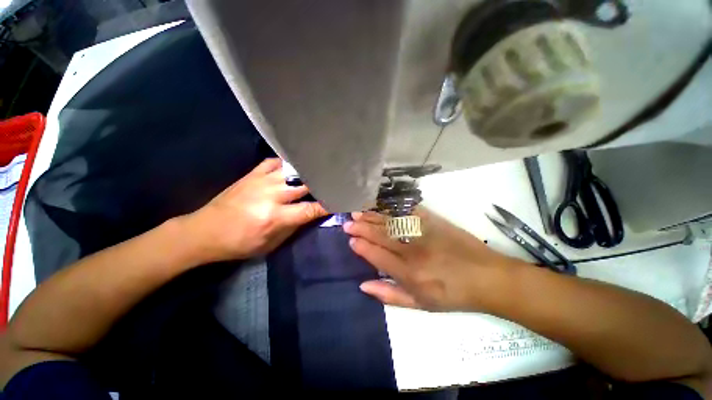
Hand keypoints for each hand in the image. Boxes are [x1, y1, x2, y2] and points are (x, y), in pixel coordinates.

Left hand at [182, 158, 327, 262]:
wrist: (205, 231)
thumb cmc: (240, 243)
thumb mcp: (271, 244)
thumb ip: (295, 227)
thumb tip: (312, 213)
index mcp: (275, 217)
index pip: (310, 209)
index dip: (327, 206)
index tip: (339, 201)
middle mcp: (271, 196)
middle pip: (305, 185)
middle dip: (321, 184)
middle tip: (333, 182)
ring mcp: (261, 181)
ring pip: (292, 171)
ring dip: (308, 172)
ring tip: (319, 170)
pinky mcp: (252, 174)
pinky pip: (275, 162)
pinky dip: (287, 163)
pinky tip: (294, 166)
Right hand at [343, 208, 525, 311]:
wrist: (487, 278)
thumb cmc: (453, 295)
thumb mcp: (421, 305)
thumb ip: (390, 295)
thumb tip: (363, 285)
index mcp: (410, 274)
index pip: (377, 255)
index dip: (362, 247)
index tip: (351, 240)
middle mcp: (414, 251)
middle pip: (381, 236)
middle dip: (362, 228)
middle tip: (348, 222)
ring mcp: (425, 233)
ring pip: (392, 222)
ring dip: (373, 216)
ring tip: (358, 211)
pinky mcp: (435, 221)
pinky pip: (410, 211)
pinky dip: (394, 207)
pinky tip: (383, 204)